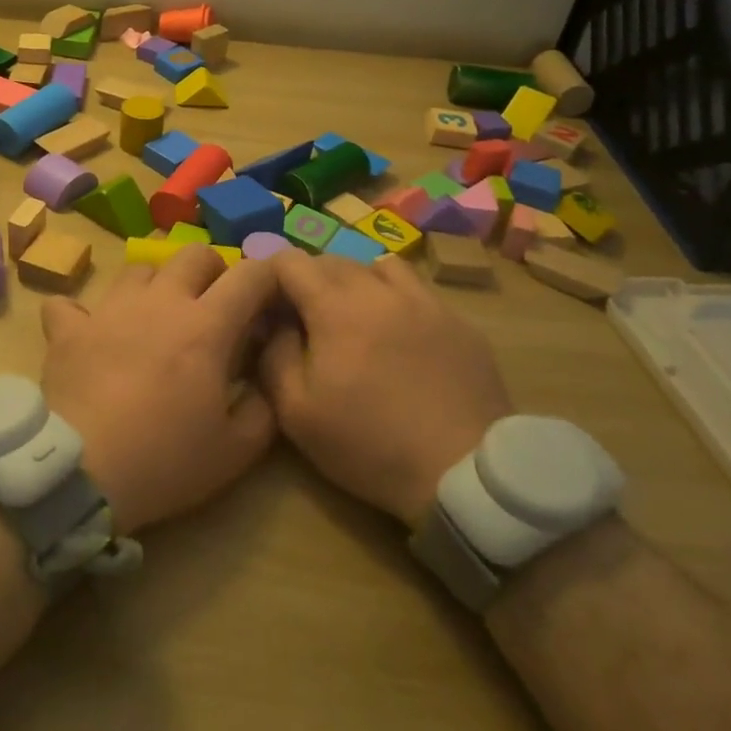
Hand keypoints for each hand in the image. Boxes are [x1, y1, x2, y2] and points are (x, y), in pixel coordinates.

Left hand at [40, 247, 279, 534]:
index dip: (269, 277)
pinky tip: (89, 335)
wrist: (82, 472)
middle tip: (213, 305)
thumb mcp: (238, 449)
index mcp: (207, 325)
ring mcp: (110, 309)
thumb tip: (264, 376)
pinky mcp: (69, 328)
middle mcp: (161, 301)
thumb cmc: (165, 460)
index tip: (270, 299)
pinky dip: (82, 315)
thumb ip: (264, 405)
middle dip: (212, 270)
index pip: (251, 275)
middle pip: (194, 254)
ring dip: (155, 285)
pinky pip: (70, 304)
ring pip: (139, 268)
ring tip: (155, 317)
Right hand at [260, 250, 513, 527]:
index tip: (267, 302)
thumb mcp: (297, 412)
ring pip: (378, 267)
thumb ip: (273, 356)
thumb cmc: (369, 443)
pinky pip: (416, 290)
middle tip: (304, 315)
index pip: (291, 261)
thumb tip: (274, 323)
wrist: (463, 471)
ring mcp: (424, 301)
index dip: (271, 274)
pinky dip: (394, 298)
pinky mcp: (457, 321)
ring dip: (355, 281)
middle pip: (333, 259)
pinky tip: (398, 333)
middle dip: (309, 279)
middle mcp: (379, 289)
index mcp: (335, 306)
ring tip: (353, 315)